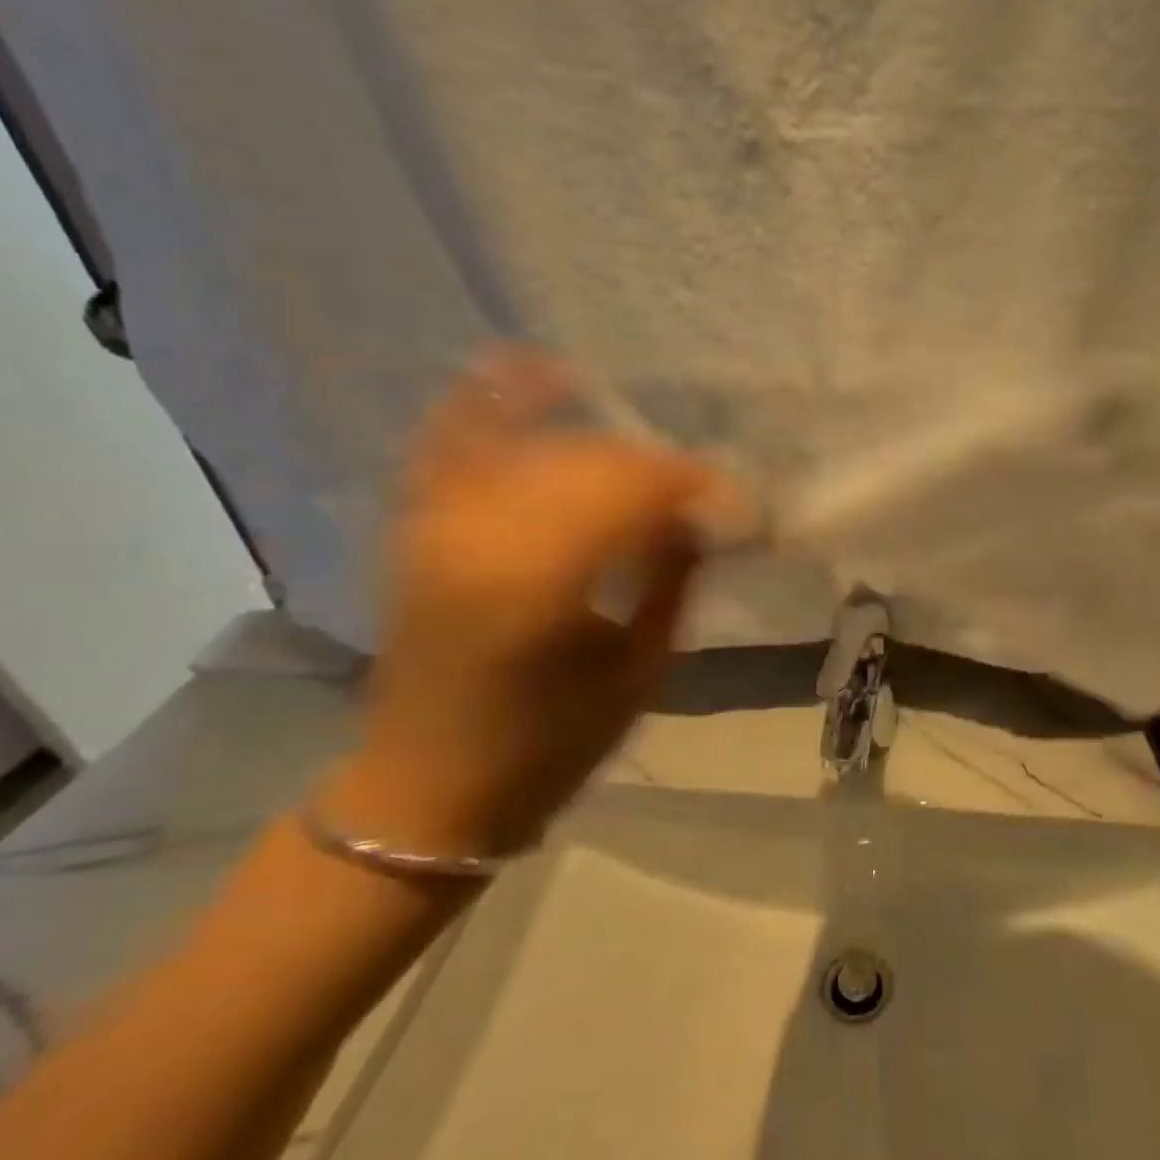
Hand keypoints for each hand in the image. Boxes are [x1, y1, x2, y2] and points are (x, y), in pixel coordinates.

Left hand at [321, 350, 743, 857]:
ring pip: (544, 445)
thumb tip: (705, 516)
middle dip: (662, 471)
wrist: (426, 791)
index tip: (741, 505)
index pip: (639, 493)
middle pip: (595, 460)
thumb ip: (675, 579)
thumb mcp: (640, 671)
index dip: (699, 488)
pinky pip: (453, 436)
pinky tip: (540, 368)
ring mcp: (440, 520)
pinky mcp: (419, 523)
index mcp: (541, 581)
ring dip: (607, 449)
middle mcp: (482, 532)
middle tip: (702, 499)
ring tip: (646, 476)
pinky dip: (494, 397)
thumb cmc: (549, 746)